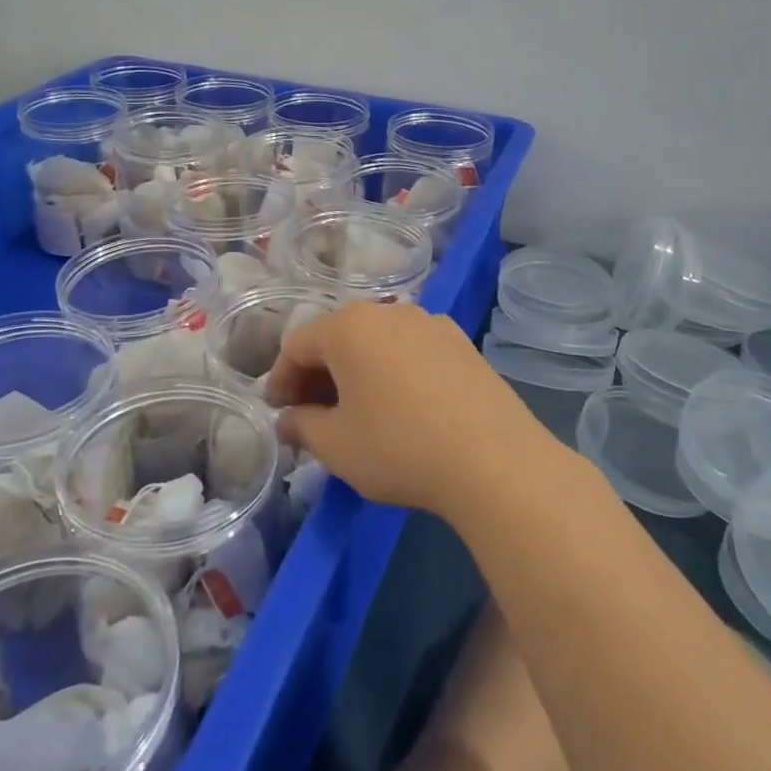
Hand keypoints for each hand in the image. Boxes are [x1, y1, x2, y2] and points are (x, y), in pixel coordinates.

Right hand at [265, 302, 550, 517]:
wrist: (494, 459)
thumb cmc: (399, 447)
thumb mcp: (336, 446)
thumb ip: (302, 426)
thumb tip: (288, 419)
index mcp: (349, 327)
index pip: (298, 345)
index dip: (280, 378)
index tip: (276, 410)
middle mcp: (389, 311)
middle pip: (338, 336)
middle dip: (318, 373)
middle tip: (310, 411)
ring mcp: (431, 323)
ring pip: (377, 341)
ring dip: (357, 370)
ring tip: (355, 408)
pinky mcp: (462, 343)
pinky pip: (411, 349)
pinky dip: (393, 370)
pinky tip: (400, 404)